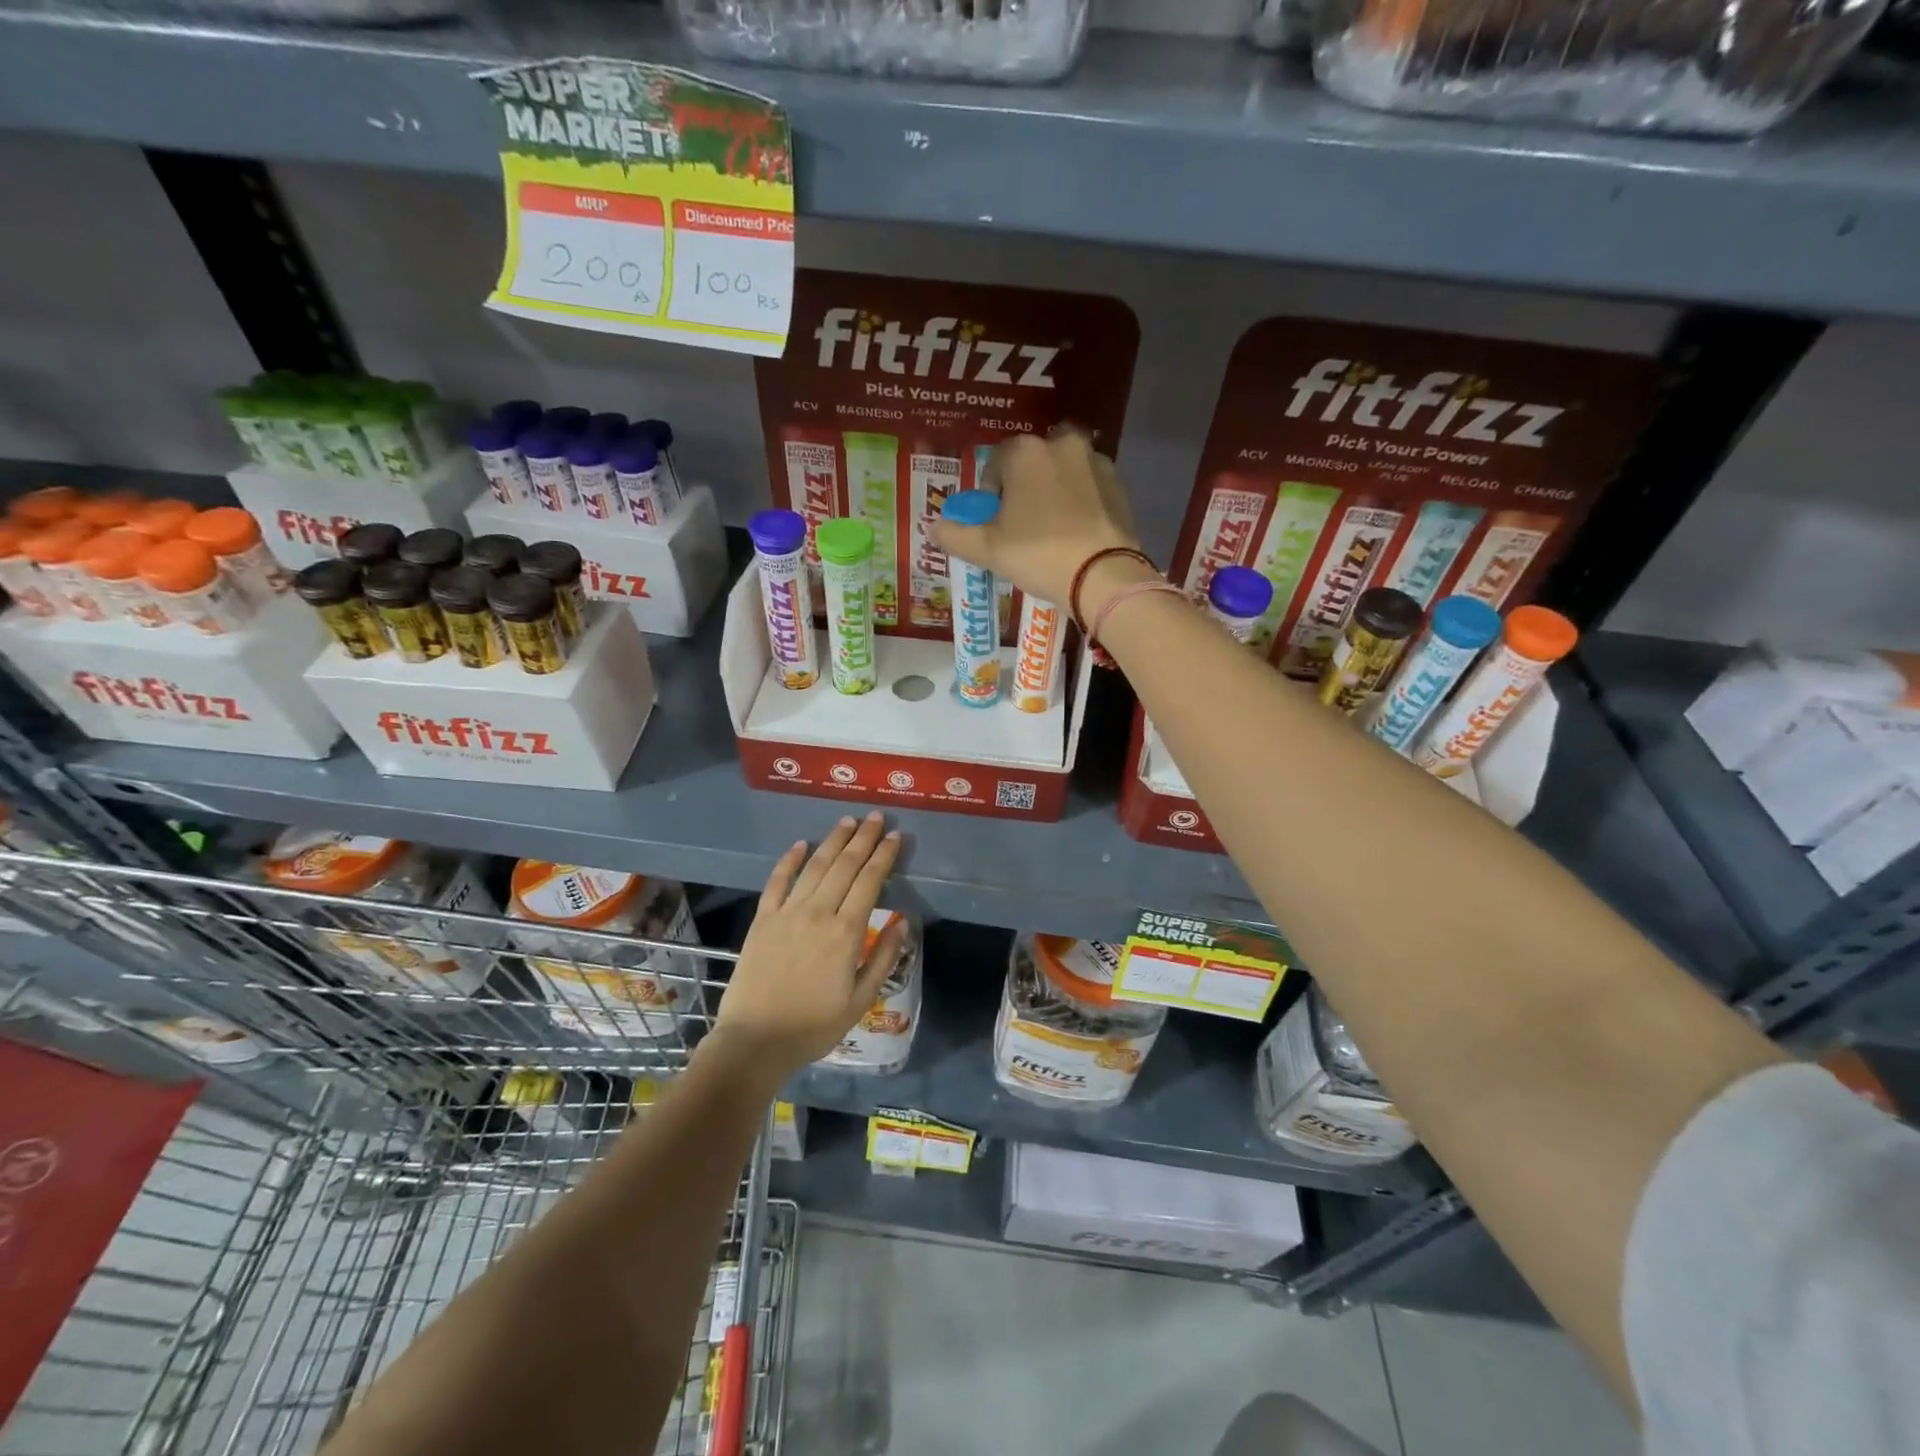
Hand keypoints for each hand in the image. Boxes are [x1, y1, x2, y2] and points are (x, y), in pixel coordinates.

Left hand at [711, 813, 907, 1078]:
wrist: (755, 1041)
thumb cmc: (814, 1026)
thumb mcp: (861, 1000)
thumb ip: (884, 957)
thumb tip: (903, 921)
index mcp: (846, 932)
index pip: (870, 881)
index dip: (884, 856)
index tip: (895, 836)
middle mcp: (818, 912)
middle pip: (845, 865)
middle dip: (864, 838)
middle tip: (876, 817)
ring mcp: (787, 913)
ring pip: (815, 866)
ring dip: (833, 840)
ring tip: (848, 821)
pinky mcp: (763, 919)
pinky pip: (777, 881)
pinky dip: (789, 860)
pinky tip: (800, 844)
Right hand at [930, 430, 1140, 607]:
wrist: (1102, 575)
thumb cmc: (1037, 554)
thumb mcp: (986, 550)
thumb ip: (955, 535)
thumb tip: (933, 527)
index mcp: (1025, 452)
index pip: (996, 464)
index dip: (990, 494)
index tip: (993, 522)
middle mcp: (1061, 444)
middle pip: (1031, 464)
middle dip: (1023, 488)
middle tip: (1021, 526)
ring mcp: (1095, 461)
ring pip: (1062, 473)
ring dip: (1053, 492)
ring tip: (1050, 531)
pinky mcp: (1119, 484)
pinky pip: (1088, 488)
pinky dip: (1079, 503)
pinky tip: (1075, 533)